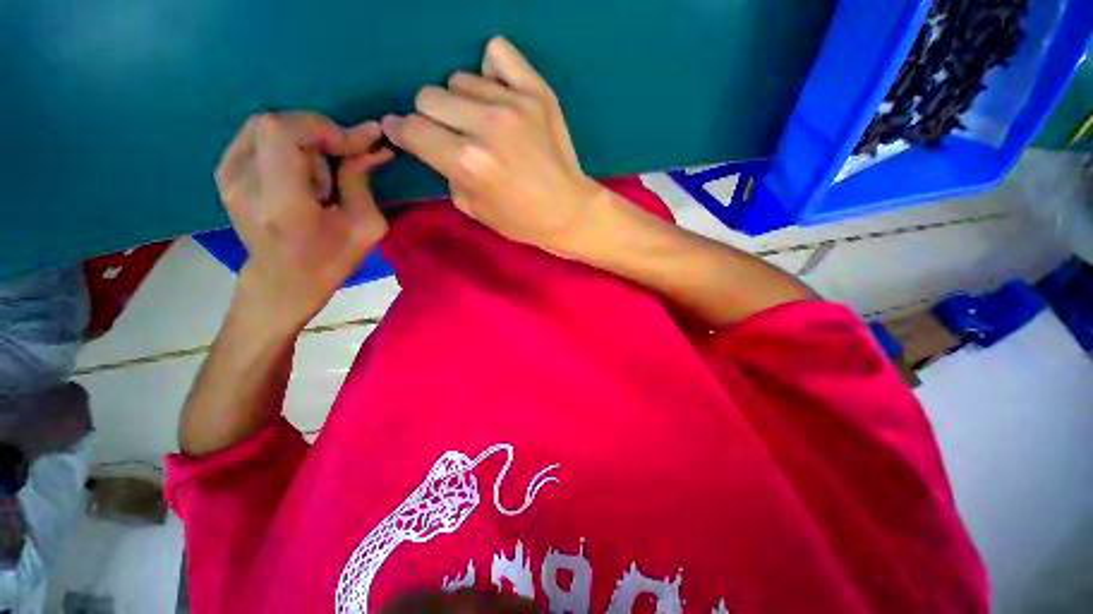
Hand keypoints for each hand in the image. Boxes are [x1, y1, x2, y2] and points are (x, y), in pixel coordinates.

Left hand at [215, 112, 392, 333]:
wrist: (283, 282)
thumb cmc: (330, 262)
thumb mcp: (363, 228)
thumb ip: (362, 181)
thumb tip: (373, 146)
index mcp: (280, 202)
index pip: (285, 133)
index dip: (326, 128)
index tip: (362, 142)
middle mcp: (244, 183)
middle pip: (275, 123)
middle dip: (319, 133)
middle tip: (346, 155)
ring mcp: (227, 176)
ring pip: (265, 124)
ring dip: (305, 138)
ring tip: (324, 167)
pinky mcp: (224, 173)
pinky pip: (256, 135)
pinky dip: (286, 141)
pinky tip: (303, 166)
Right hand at [381, 36, 603, 255]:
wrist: (568, 211)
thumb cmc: (521, 220)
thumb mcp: (473, 208)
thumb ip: (446, 172)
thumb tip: (433, 144)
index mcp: (468, 163)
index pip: (412, 129)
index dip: (401, 131)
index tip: (404, 133)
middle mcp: (485, 127)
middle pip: (428, 96)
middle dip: (432, 118)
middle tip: (452, 134)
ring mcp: (513, 104)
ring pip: (459, 79)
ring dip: (463, 102)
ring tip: (483, 123)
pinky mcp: (537, 92)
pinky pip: (497, 52)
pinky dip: (491, 71)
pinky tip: (499, 94)